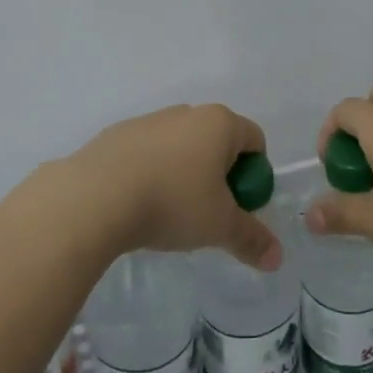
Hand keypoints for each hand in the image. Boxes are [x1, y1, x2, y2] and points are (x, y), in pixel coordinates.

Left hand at [65, 104, 280, 269]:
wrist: (94, 197)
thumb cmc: (172, 203)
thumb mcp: (219, 227)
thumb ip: (251, 239)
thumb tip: (277, 259)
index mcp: (219, 123)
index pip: (254, 140)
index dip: (255, 175)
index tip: (241, 206)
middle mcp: (186, 113)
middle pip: (217, 141)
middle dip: (219, 174)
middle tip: (209, 212)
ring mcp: (148, 120)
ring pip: (180, 146)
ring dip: (183, 173)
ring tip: (169, 212)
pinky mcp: (116, 134)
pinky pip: (147, 153)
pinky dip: (151, 173)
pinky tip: (137, 204)